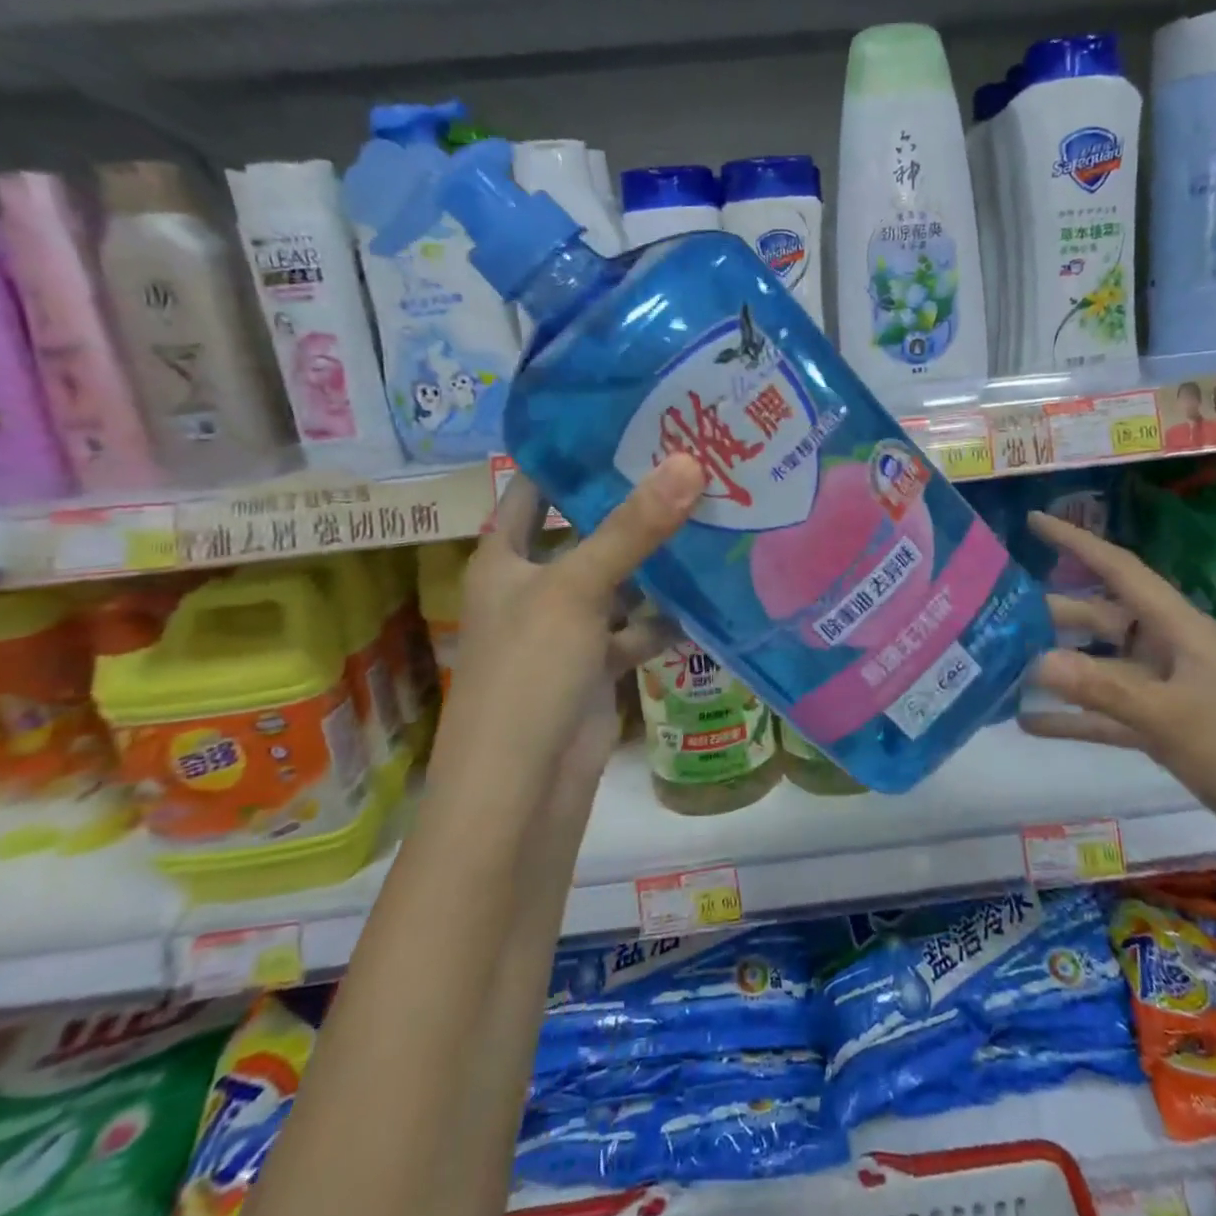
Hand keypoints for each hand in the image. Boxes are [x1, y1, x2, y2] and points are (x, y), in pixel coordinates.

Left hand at [429, 453, 704, 798]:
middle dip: (631, 507)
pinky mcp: (594, 668)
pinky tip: (706, 597)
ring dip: (655, 564)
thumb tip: (688, 462)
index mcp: (503, 557)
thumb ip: (632, 529)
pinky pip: (634, 629)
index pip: (533, 488)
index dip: (571, 455)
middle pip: (585, 532)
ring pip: (616, 582)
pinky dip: (663, 618)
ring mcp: (565, 629)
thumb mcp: (575, 590)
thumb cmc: (527, 674)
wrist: (521, 793)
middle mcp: (532, 586)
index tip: (627, 422)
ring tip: (711, 519)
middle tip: (690, 467)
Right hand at [1018, 511, 1215, 884]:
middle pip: (1100, 616)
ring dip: (1057, 666)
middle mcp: (1167, 648)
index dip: (1076, 542)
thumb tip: (1035, 663)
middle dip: (1051, 612)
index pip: (1119, 569)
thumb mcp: (1171, 718)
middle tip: (995, 611)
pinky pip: (1108, 712)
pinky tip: (1030, 723)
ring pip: (1099, 665)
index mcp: (1177, 627)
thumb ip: (1101, 689)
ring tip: (1001, 664)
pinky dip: (1074, 716)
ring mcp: (1165, 687)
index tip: (1032, 521)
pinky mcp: (1164, 725)